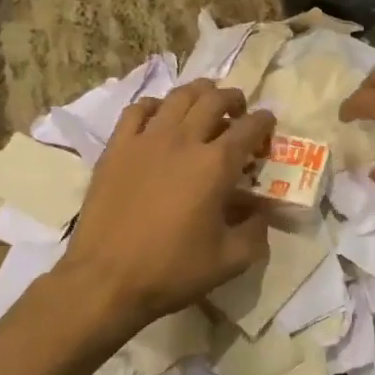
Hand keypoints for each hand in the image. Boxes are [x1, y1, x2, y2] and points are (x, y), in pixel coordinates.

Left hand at [57, 81, 275, 332]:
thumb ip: (256, 232)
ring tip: (204, 103)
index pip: (250, 127)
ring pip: (177, 97)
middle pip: (214, 99)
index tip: (268, 126)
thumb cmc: (172, 270)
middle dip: (233, 98)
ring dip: (198, 93)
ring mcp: (146, 139)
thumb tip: (260, 213)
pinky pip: (137, 110)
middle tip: (239, 110)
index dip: (264, 122)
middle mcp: (184, 140)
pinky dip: (155, 106)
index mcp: (216, 164)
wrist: (106, 280)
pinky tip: (160, 116)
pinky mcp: (117, 148)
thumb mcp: (231, 260)